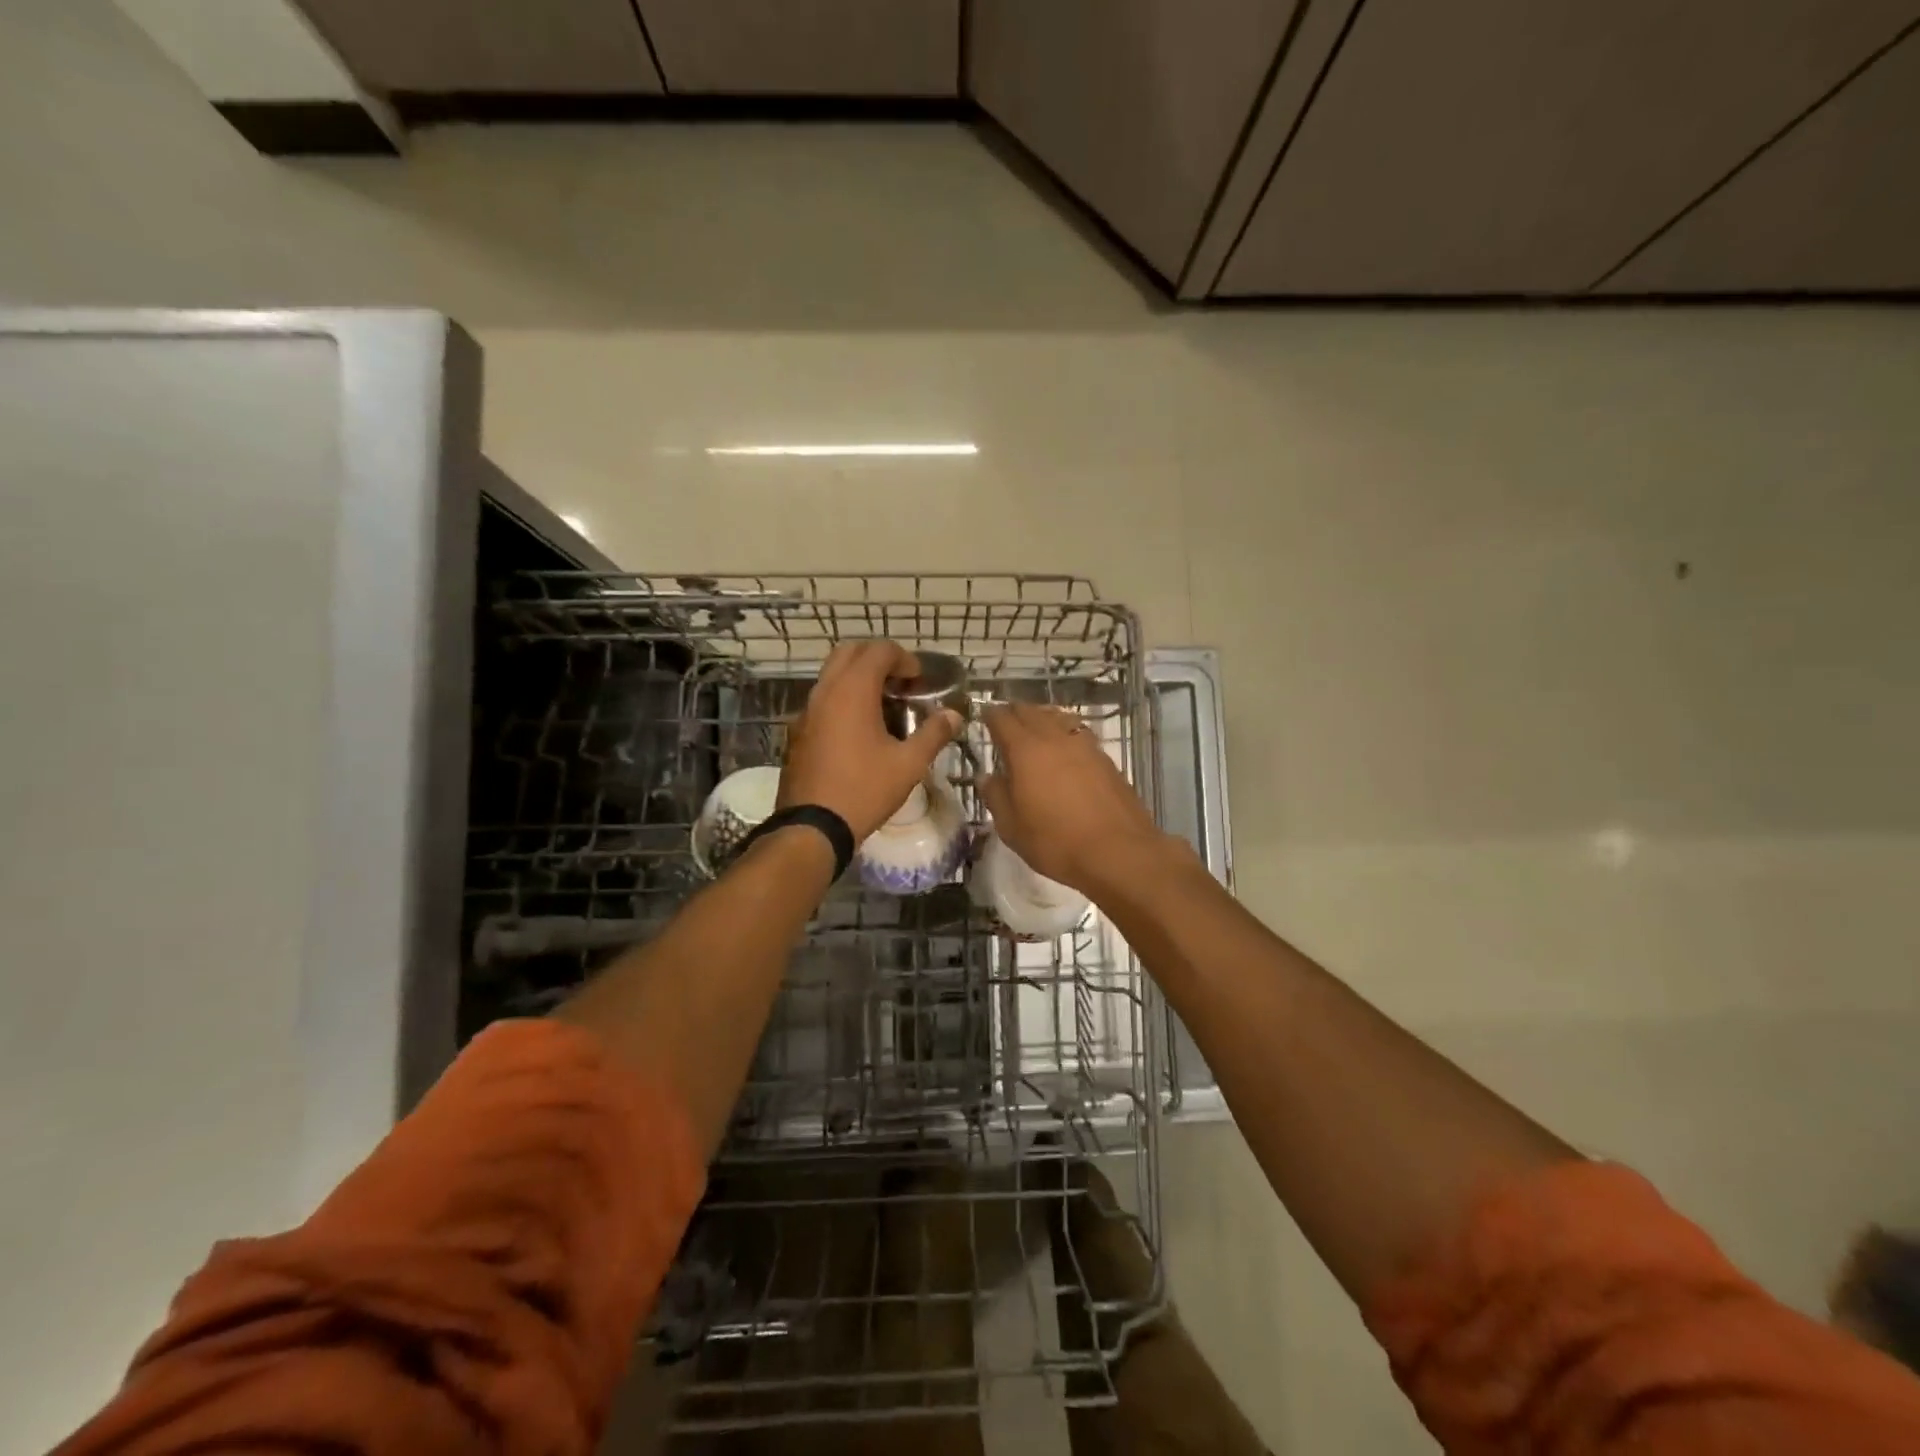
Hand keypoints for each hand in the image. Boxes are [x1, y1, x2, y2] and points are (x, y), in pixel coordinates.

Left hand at [780, 641, 960, 841]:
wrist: (812, 827)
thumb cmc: (864, 790)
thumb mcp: (909, 764)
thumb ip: (934, 734)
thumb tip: (955, 715)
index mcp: (852, 690)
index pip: (879, 650)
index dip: (904, 658)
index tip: (920, 681)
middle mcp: (825, 691)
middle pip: (850, 652)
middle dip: (877, 659)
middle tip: (900, 682)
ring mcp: (806, 711)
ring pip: (832, 675)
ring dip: (858, 678)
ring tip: (884, 705)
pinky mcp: (798, 731)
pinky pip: (822, 699)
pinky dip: (843, 698)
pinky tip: (860, 730)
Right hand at [978, 703, 1170, 892]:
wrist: (1118, 852)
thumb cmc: (1056, 841)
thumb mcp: (1011, 827)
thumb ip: (996, 796)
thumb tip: (987, 776)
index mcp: (1025, 750)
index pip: (1003, 719)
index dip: (990, 715)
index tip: (983, 717)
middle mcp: (1055, 738)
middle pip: (1031, 711)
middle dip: (1015, 713)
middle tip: (1006, 723)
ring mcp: (1084, 745)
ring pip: (1058, 718)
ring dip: (1042, 719)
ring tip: (1035, 730)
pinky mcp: (1105, 759)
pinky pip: (1078, 733)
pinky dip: (1064, 733)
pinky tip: (1065, 750)